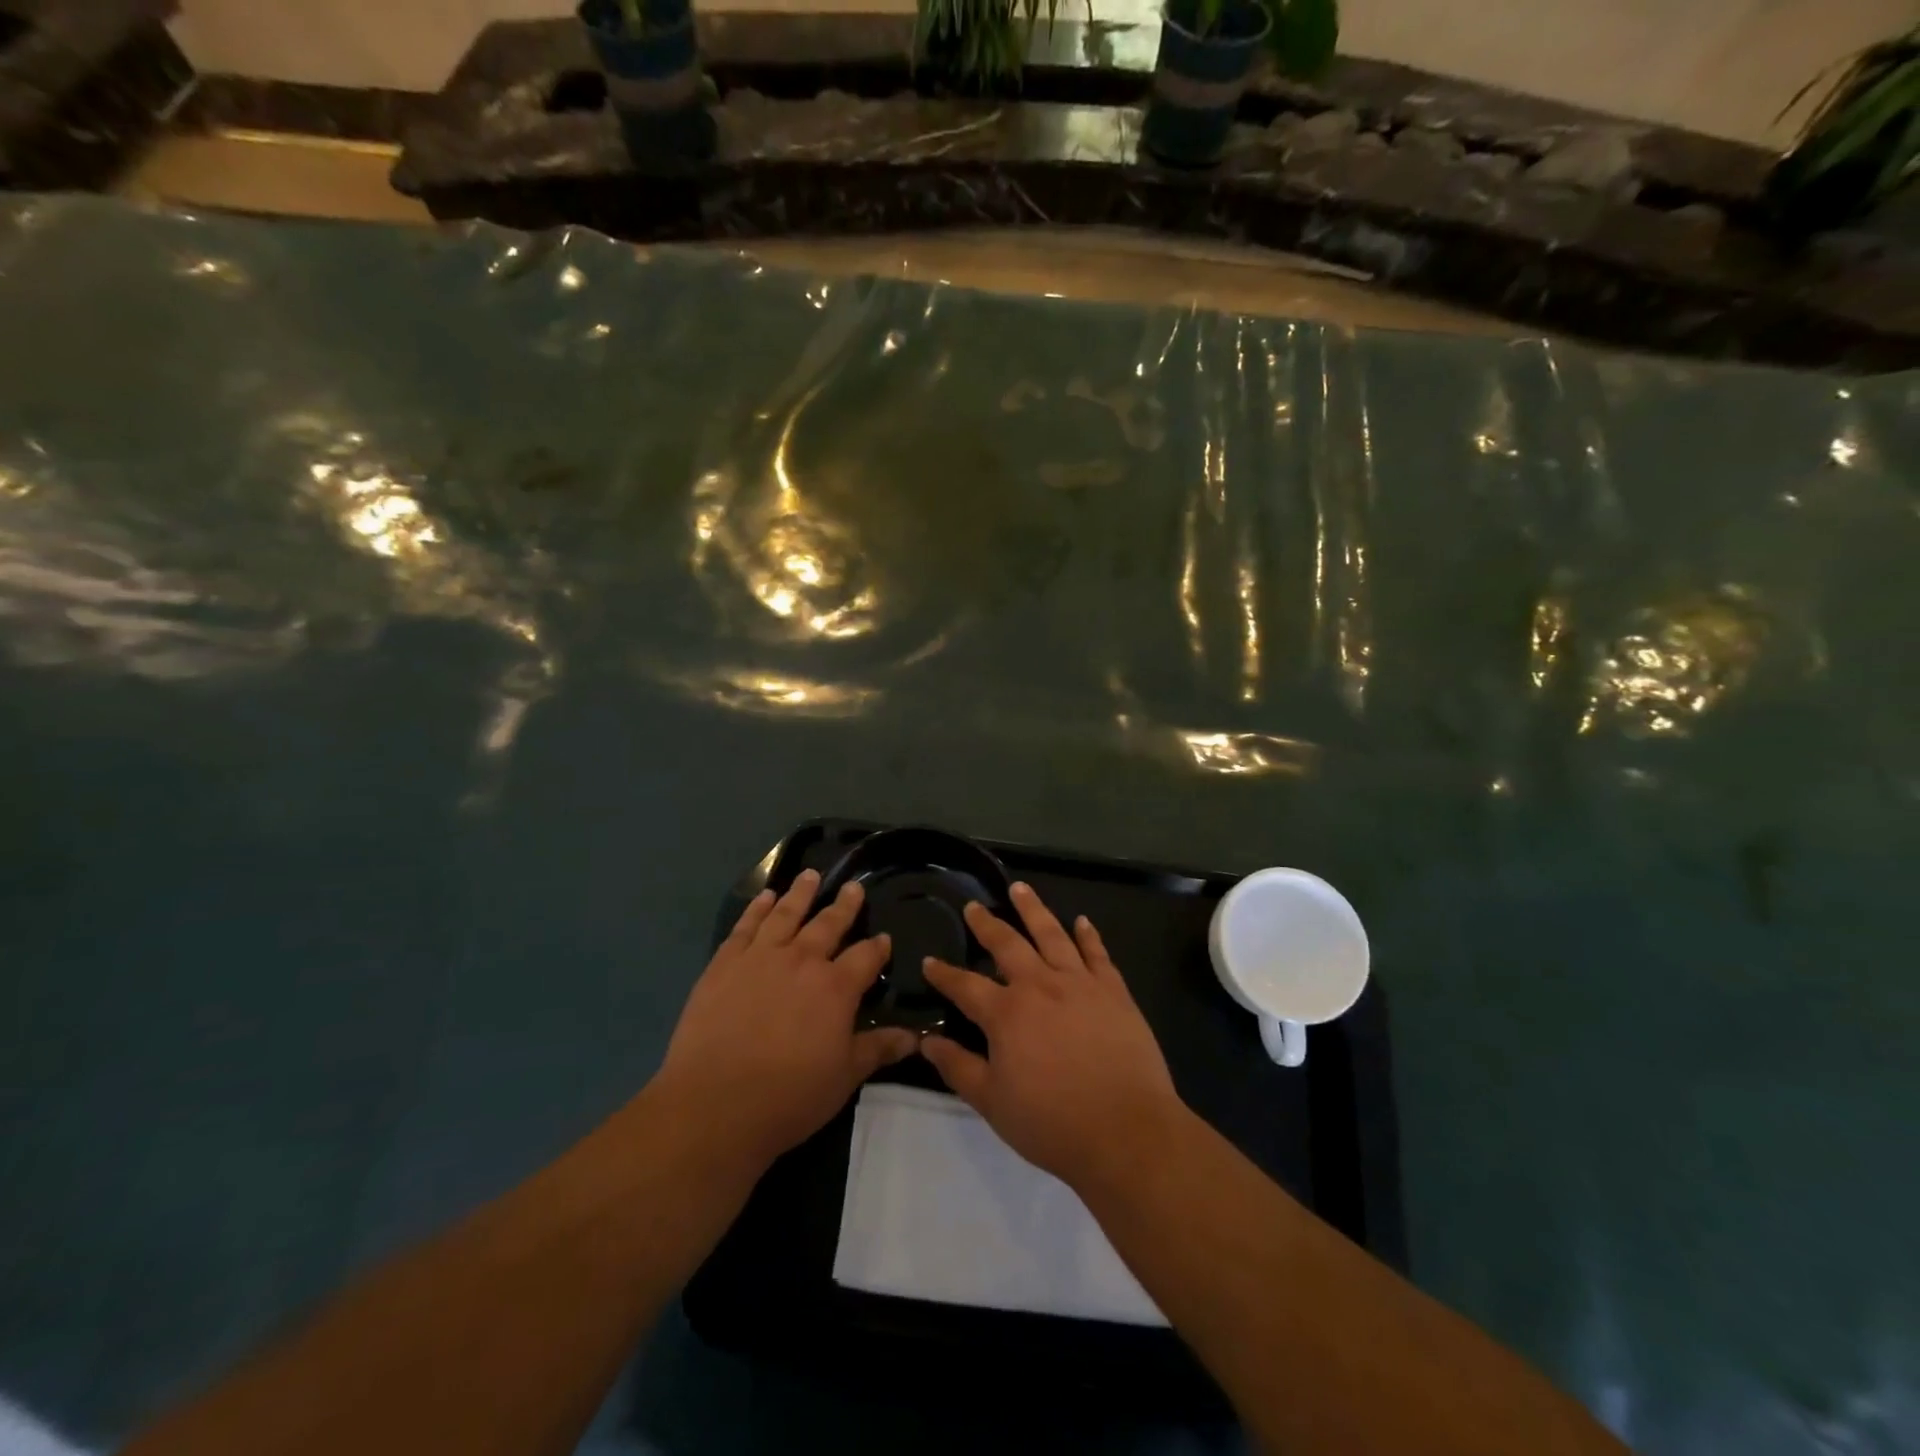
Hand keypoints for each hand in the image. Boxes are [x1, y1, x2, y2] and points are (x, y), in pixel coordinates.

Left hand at [654, 869, 916, 1168]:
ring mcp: (761, 957)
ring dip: (801, 893)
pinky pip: (746, 926)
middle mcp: (802, 960)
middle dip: (844, 905)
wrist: (714, 1104)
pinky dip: (757, 908)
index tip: (884, 938)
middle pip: (829, 924)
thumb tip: (916, 1037)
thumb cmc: (789, 1095)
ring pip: (786, 914)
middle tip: (853, 887)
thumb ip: (878, 1050)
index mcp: (836, 987)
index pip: (866, 956)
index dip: (878, 946)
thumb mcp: (844, 1077)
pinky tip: (765, 897)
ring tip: (810, 875)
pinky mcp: (725, 963)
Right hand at [920, 882, 1183, 1194]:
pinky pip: (1097, 953)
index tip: (929, 961)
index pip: (965, 986)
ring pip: (1052, 934)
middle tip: (974, 906)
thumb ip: (958, 1067)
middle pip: (1007, 944)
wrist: (1126, 1131)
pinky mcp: (1114, 990)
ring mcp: (1080, 983)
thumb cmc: (1052, 1123)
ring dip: (1033, 909)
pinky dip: (1088, 935)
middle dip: (986, 924)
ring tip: (1020, 889)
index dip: (944, 974)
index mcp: (1006, 1013)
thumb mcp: (992, 1102)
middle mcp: (1040, 985)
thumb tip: (926, 1041)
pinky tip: (1081, 921)